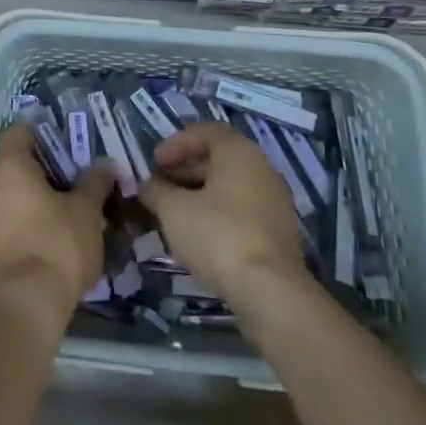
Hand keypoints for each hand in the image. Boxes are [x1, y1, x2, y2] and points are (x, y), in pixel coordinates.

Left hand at [0, 125, 114, 311]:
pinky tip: (51, 230)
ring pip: (10, 192)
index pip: (17, 132)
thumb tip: (104, 165)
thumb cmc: (58, 244)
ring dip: (33, 193)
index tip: (64, 138)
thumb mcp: (86, 210)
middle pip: (13, 162)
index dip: (40, 130)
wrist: (29, 304)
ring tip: (65, 203)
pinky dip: (26, 216)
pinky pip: (7, 217)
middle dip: (41, 165)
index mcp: (10, 167)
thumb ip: (95, 182)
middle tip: (72, 172)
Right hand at [139, 124, 305, 305]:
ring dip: (199, 193)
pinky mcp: (277, 233)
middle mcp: (261, 168)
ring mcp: (273, 201)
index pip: (205, 132)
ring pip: (230, 186)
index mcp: (239, 152)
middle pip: (218, 158)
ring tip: (174, 212)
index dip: (176, 143)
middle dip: (185, 170)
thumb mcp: (174, 210)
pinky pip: (241, 210)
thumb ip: (157, 191)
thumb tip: (148, 186)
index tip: (154, 163)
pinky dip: (217, 213)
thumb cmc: (218, 235)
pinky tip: (198, 234)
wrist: (270, 292)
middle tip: (160, 187)